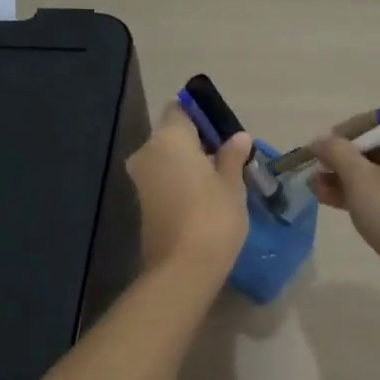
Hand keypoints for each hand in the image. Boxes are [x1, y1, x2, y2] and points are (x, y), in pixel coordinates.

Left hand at [127, 103, 253, 278]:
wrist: (182, 269)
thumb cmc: (213, 217)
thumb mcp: (232, 184)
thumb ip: (232, 156)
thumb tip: (238, 137)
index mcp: (169, 138)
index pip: (180, 109)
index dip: (201, 116)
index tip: (223, 132)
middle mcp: (148, 152)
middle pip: (172, 135)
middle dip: (196, 142)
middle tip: (227, 157)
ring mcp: (140, 179)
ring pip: (166, 158)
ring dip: (188, 163)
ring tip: (220, 179)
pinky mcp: (141, 203)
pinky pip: (162, 179)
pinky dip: (179, 181)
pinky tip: (203, 197)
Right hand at [311, 125, 379, 280]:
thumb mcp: (357, 176)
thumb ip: (336, 152)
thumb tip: (319, 141)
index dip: (349, 132)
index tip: (326, 145)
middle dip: (345, 160)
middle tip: (318, 169)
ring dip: (350, 179)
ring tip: (317, 187)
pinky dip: (367, 194)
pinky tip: (334, 201)